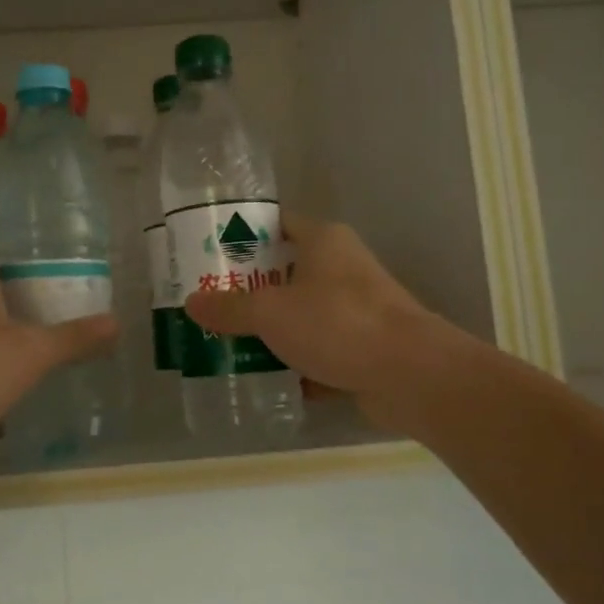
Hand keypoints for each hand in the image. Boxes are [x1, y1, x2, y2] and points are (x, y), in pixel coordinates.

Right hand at [182, 214, 468, 433]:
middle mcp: (342, 268)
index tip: (210, 255)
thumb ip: (229, 308)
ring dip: (271, 331)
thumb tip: (192, 302)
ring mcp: (356, 309)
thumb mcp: (271, 312)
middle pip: (285, 272)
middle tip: (210, 303)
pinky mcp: (364, 347)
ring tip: (228, 343)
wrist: (412, 375)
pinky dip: (297, 364)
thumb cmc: (338, 324)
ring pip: (301, 315)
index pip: (277, 224)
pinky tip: (266, 379)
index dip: (243, 236)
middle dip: (249, 291)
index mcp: (323, 241)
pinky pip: (319, 350)